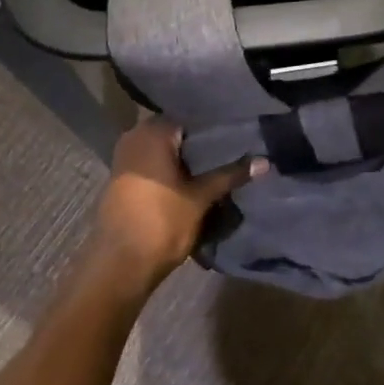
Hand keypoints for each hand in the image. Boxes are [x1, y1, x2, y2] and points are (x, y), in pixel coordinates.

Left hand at [90, 117, 263, 291]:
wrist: (118, 266)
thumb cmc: (161, 222)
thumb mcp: (201, 197)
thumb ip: (231, 174)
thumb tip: (265, 161)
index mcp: (152, 131)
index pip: (191, 117)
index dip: (214, 128)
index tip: (237, 135)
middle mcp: (134, 136)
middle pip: (176, 133)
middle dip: (200, 144)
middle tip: (232, 150)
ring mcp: (123, 158)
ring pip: (163, 150)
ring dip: (185, 159)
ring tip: (216, 166)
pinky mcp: (120, 180)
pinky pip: (151, 165)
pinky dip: (169, 170)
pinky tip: (191, 181)